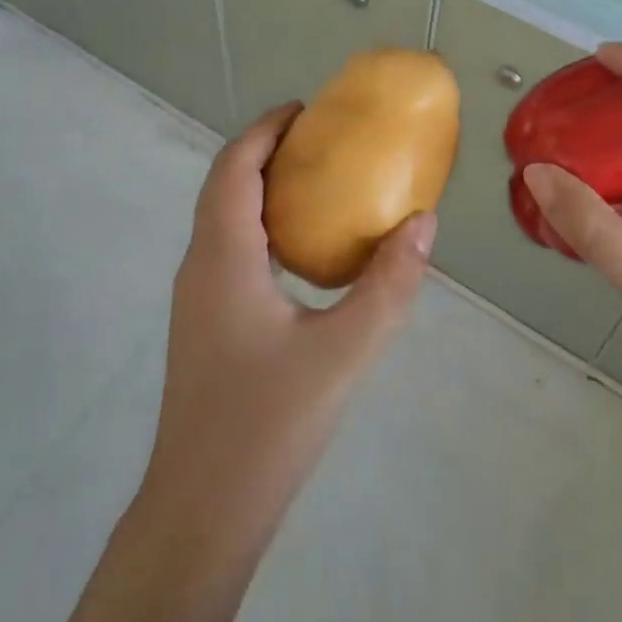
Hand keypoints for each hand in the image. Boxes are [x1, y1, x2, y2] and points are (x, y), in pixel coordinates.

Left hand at [143, 104, 436, 531]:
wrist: (201, 513)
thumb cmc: (267, 426)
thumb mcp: (343, 353)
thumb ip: (388, 285)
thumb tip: (423, 222)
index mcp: (224, 256)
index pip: (235, 166)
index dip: (266, 129)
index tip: (308, 109)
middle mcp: (201, 264)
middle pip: (226, 184)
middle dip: (267, 151)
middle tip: (323, 141)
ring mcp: (198, 297)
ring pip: (225, 218)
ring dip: (262, 187)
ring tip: (318, 184)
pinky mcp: (205, 324)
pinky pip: (230, 248)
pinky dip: (262, 225)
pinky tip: (304, 254)